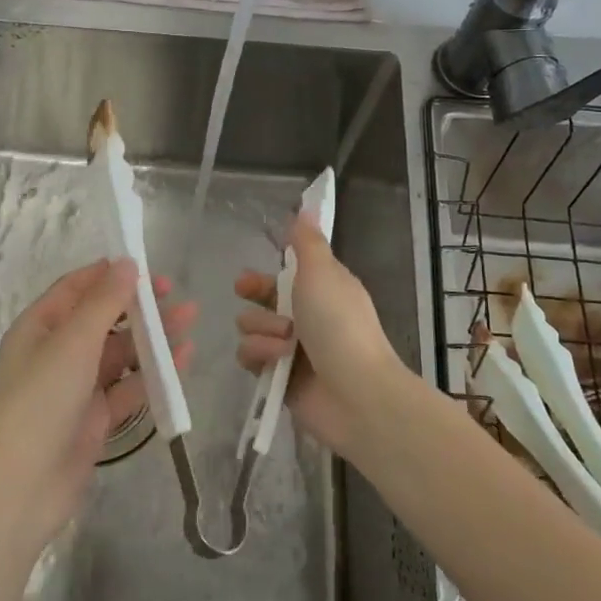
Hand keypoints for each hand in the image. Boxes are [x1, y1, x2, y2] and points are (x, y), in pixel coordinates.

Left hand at [0, 259, 195, 556]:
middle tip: (175, 293)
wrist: (20, 489)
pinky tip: (183, 359)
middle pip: (102, 319)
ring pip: (120, 353)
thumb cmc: (40, 402)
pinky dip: (153, 374)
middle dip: (137, 305)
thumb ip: (104, 302)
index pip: (75, 289)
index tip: (146, 265)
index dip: (108, 275)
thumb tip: (126, 263)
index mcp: (39, 328)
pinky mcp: (95, 419)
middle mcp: (56, 353)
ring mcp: (76, 388)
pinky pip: (128, 387)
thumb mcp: (72, 343)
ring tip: (190, 319)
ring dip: (152, 337)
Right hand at [234, 213, 407, 456]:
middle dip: (254, 296)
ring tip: (285, 341)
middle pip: (262, 300)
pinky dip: (261, 355)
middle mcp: (305, 317)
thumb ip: (307, 242)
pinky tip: (277, 360)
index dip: (264, 274)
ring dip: (263, 329)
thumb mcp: (322, 272)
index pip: (284, 276)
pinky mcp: (278, 378)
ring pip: (251, 327)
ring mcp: (290, 349)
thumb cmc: (339, 324)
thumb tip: (306, 207)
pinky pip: (250, 357)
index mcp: (321, 290)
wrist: (355, 392)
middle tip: (245, 293)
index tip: (250, 274)